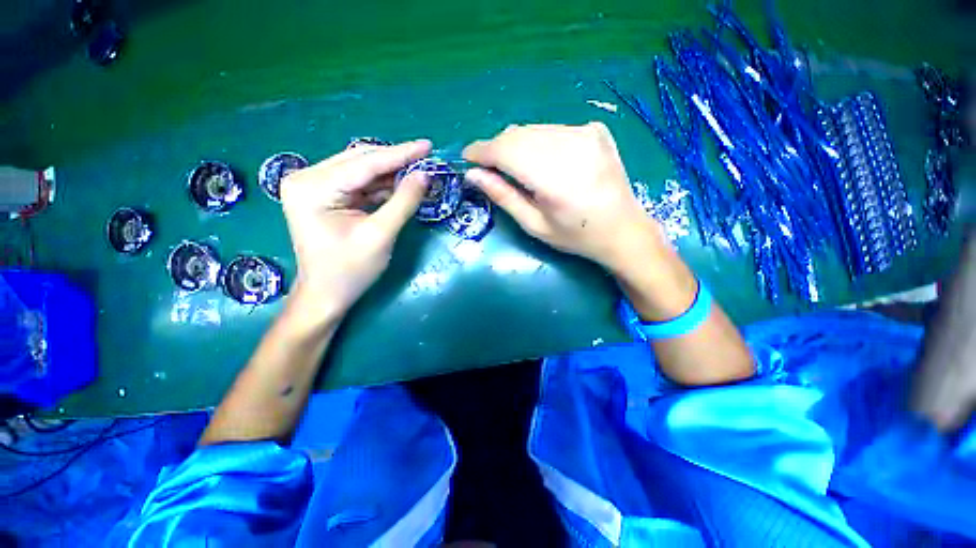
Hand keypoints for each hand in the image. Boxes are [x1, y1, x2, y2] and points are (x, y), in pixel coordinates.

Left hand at [280, 140, 431, 320]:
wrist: (326, 295)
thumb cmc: (350, 270)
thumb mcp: (380, 235)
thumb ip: (403, 202)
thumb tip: (425, 175)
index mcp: (313, 187)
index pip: (364, 163)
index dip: (400, 154)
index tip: (428, 145)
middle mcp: (307, 178)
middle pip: (360, 160)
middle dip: (395, 160)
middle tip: (426, 158)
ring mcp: (313, 186)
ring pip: (360, 169)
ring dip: (390, 172)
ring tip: (418, 171)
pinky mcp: (323, 195)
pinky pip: (358, 183)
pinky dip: (381, 184)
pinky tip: (401, 184)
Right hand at [462, 123, 661, 270]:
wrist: (623, 229)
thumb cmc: (576, 236)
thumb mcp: (535, 225)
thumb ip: (503, 197)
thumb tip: (473, 175)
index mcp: (555, 177)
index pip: (506, 150)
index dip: (481, 151)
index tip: (467, 157)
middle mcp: (570, 146)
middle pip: (517, 135)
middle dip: (496, 149)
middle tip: (489, 168)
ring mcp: (585, 133)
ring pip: (533, 130)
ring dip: (515, 145)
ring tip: (514, 167)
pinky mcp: (594, 129)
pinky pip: (552, 130)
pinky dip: (537, 142)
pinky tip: (542, 162)